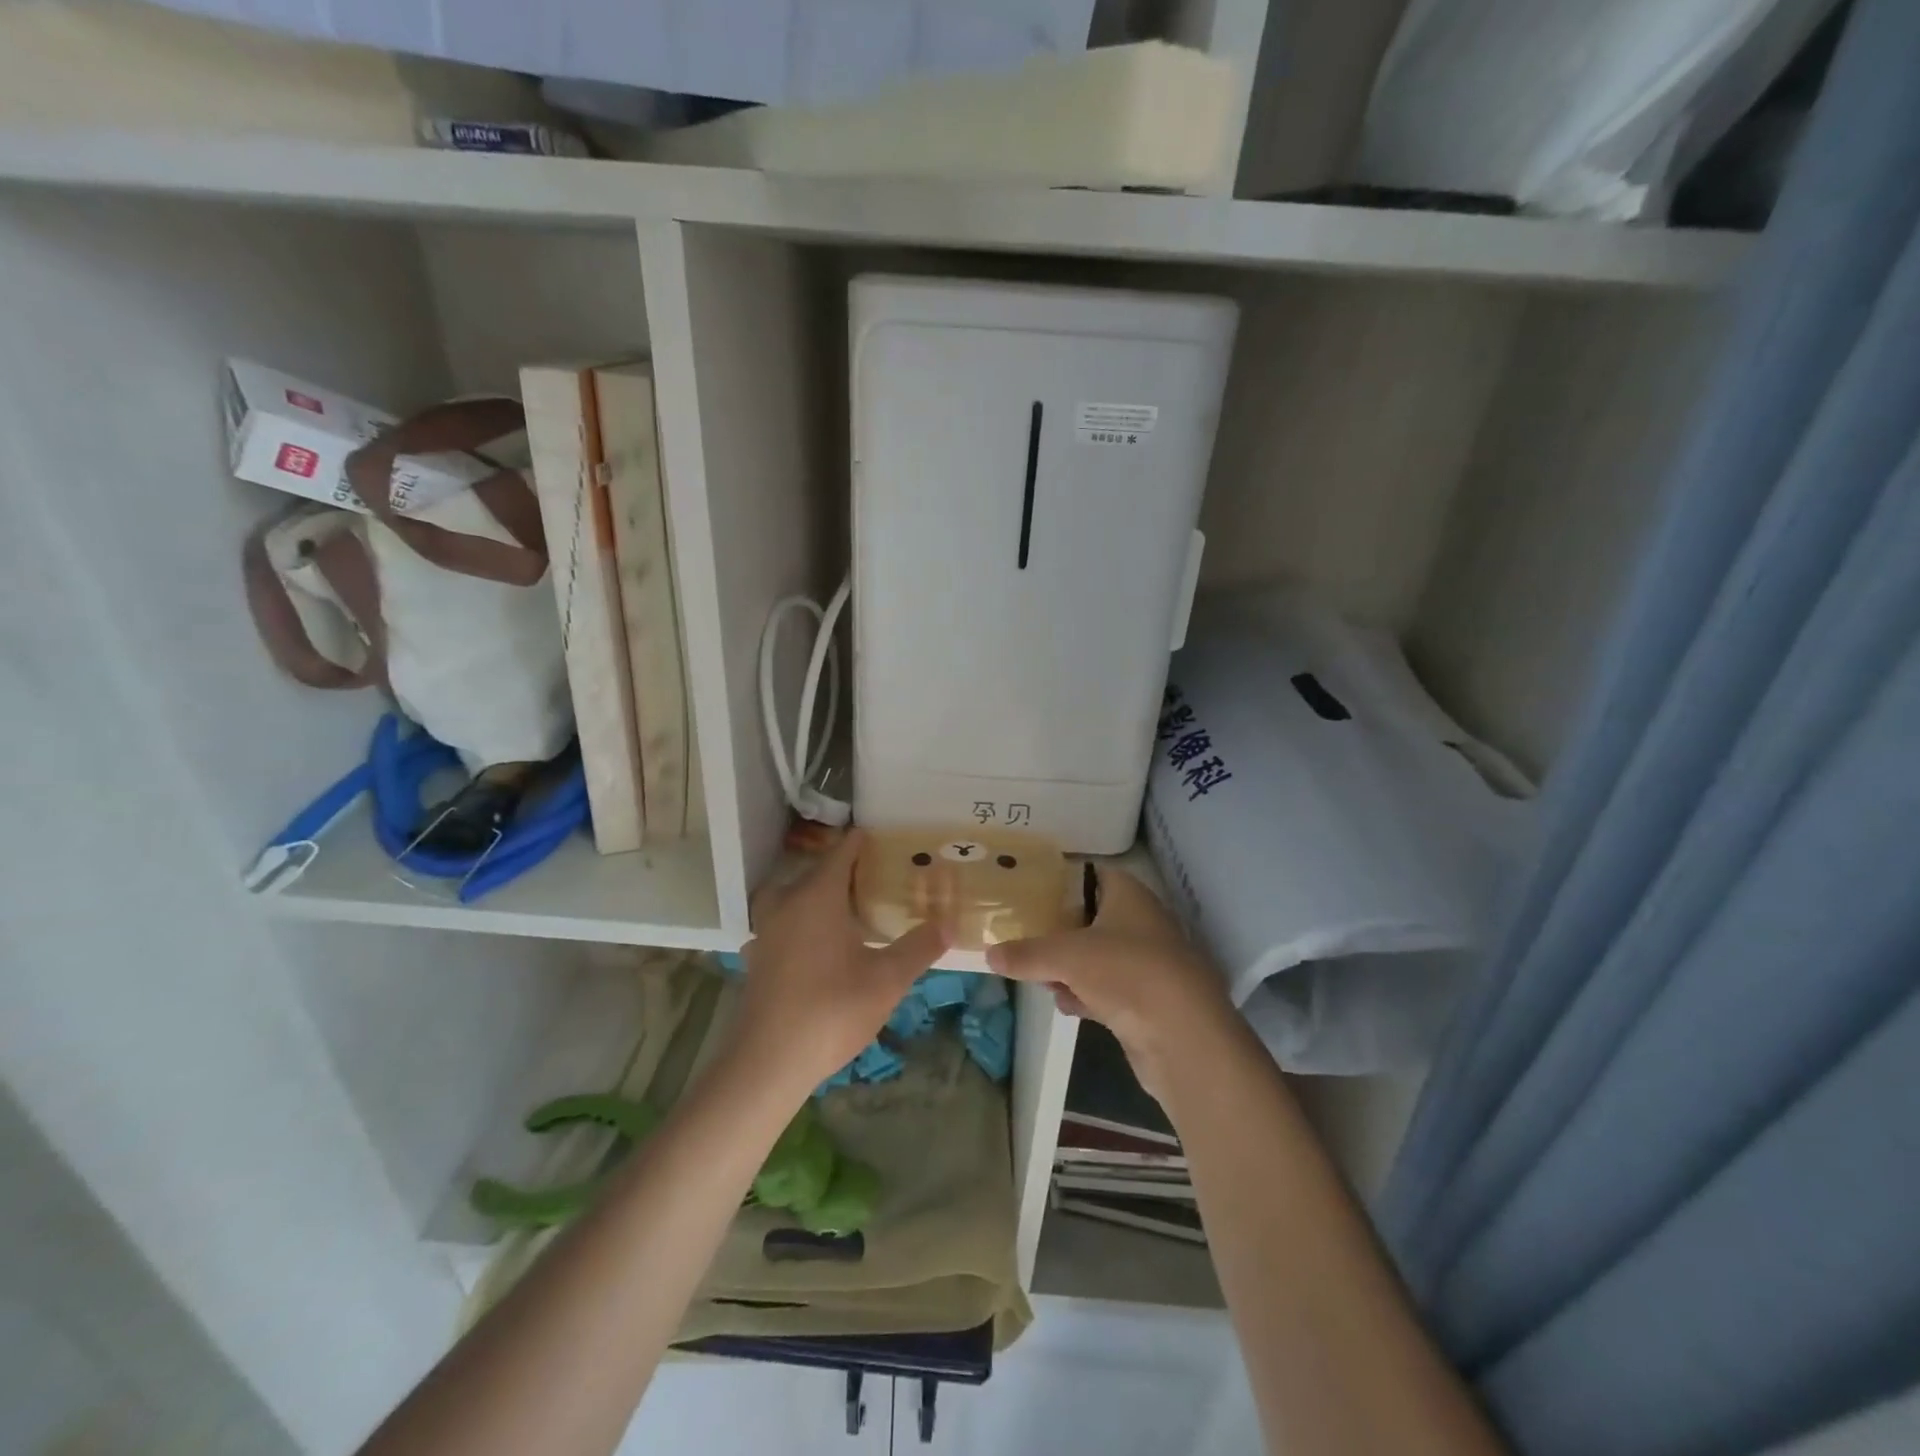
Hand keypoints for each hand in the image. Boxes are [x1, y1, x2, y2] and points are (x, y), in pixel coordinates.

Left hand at [734, 829, 949, 1092]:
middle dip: (849, 869)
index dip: (866, 841)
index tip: (892, 839)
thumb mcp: (886, 981)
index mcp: (816, 895)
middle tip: (884, 877)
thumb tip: (950, 923)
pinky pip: (786, 922)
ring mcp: (767, 929)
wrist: (766, 1064)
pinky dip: (805, 921)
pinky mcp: (758, 955)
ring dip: (824, 895)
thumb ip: (919, 947)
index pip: (843, 851)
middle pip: (819, 871)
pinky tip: (823, 944)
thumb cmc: (830, 1012)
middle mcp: (786, 901)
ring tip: (855, 908)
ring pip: (798, 896)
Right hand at [987, 867, 1233, 1097]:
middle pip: (1089, 918)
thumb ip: (1026, 953)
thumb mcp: (1066, 956)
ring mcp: (1146, 963)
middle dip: (1057, 932)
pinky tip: (1067, 1006)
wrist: (1184, 1037)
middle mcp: (1141, 922)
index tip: (1026, 893)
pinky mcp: (1147, 1000)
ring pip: (1097, 956)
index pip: (1091, 875)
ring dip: (1069, 968)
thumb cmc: (1126, 973)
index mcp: (1129, 895)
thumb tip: (989, 953)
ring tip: (1039, 977)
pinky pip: (1107, 989)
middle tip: (1023, 938)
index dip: (1060, 882)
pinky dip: (1086, 995)